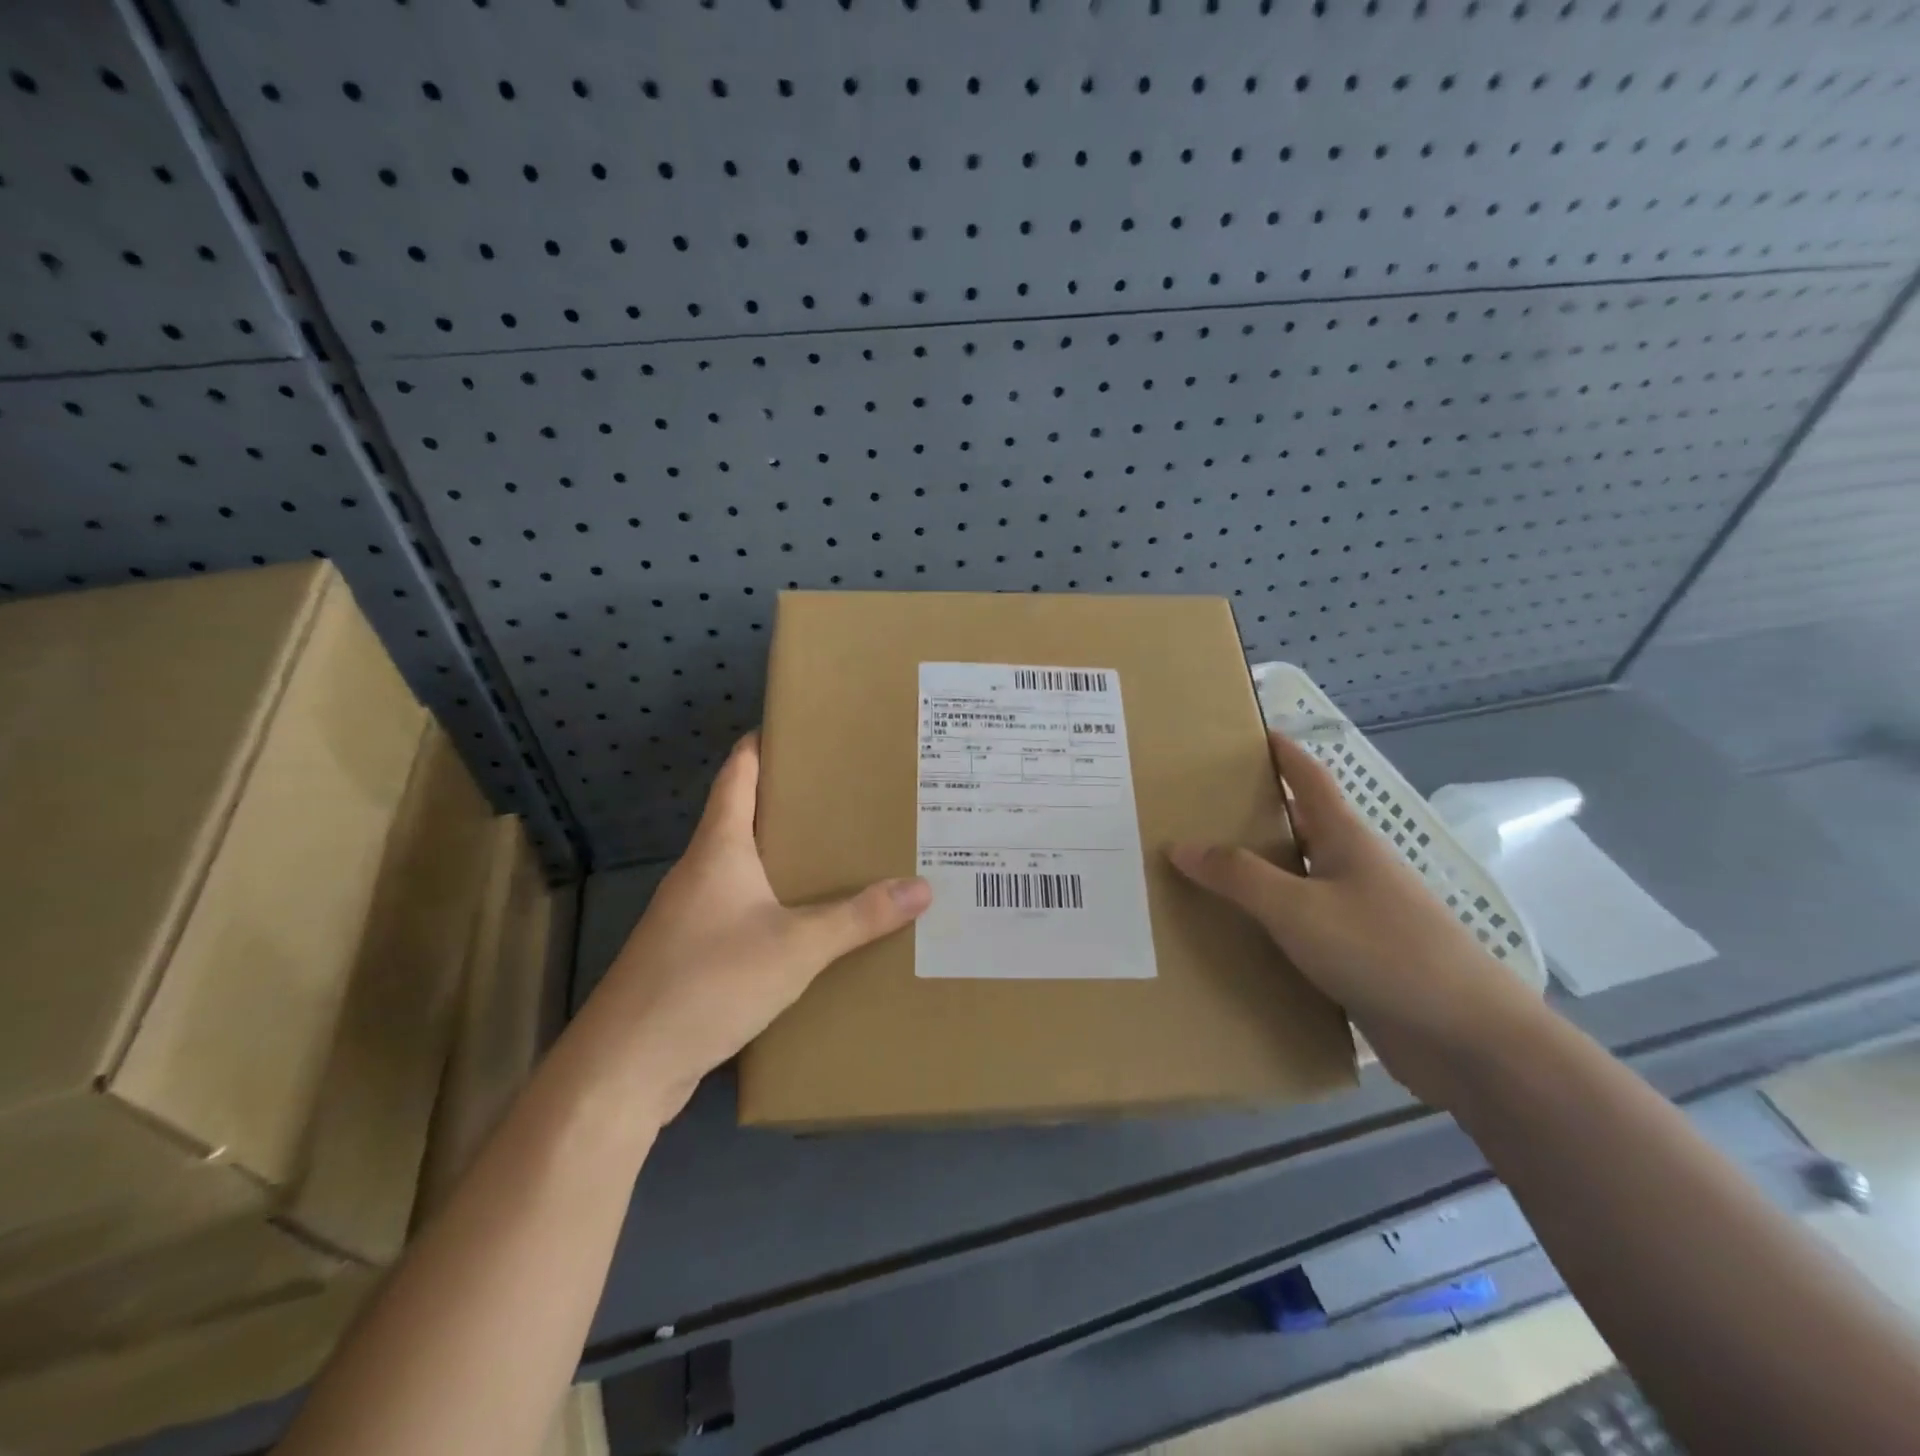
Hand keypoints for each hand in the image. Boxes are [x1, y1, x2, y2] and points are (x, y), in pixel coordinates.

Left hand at [596, 733, 931, 1123]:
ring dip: (785, 858)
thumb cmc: (708, 981)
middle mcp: (700, 871)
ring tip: (841, 854)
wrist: (626, 1066)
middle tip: (850, 796)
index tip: (803, 728)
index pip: (738, 773)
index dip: (764, 744)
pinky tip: (808, 924)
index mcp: (719, 847)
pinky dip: (775, 904)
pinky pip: (741, 911)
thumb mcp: (796, 947)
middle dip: (793, 804)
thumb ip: (859, 918)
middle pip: (745, 817)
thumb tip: (922, 888)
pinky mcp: (691, 954)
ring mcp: (690, 914)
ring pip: (745, 868)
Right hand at [1169, 732, 1536, 1103]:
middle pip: (1301, 827)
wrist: (1466, 1039)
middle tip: (1201, 809)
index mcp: (1346, 840)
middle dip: (1257, 814)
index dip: (1285, 753)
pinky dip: (1270, 922)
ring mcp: (1360, 915)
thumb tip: (1180, 844)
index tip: (1253, 733)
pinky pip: (1303, 927)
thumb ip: (1238, 876)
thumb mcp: (1298, 908)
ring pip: (1299, 880)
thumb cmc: (1383, 951)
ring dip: (1259, 873)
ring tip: (1205, 870)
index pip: (1310, 780)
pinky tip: (1239, 935)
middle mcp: (1353, 869)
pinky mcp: (1359, 958)